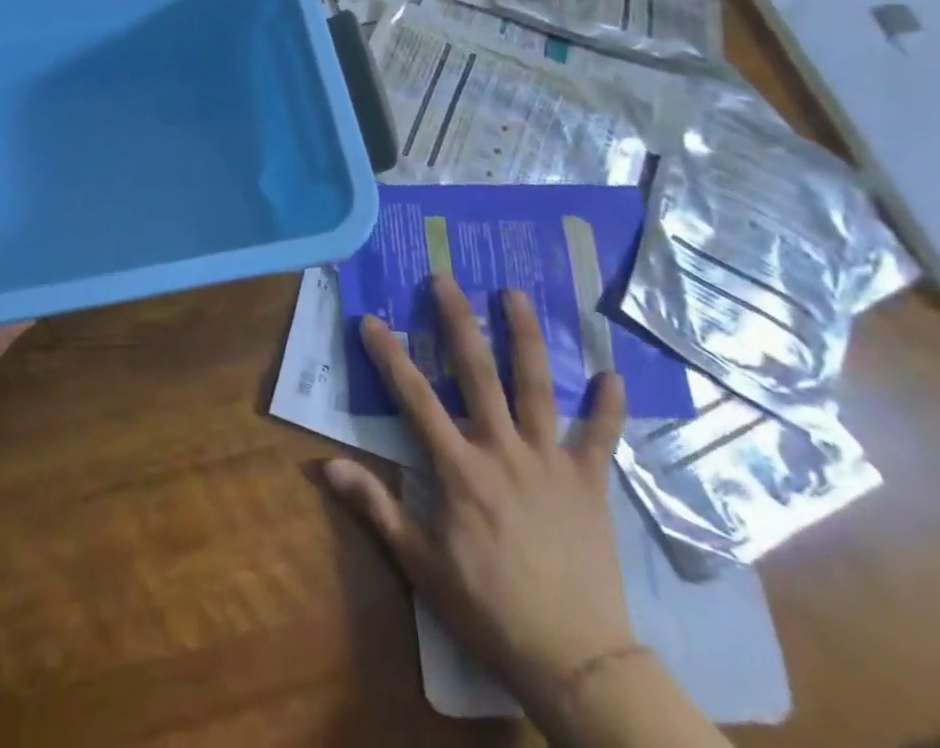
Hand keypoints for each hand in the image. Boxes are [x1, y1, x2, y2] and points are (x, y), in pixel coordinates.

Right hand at [323, 276, 634, 711]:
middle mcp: (503, 451)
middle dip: (457, 321)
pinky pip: (601, 437)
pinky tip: (614, 374)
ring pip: (537, 387)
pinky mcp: (591, 483)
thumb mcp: (421, 564)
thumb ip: (376, 507)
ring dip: (525, 337)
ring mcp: (551, 462)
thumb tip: (325, 465)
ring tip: (514, 294)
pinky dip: (609, 407)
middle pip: (477, 373)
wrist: (574, 661)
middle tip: (445, 279)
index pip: (415, 398)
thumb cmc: (488, 610)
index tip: (371, 320)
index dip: (389, 356)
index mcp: (460, 470)